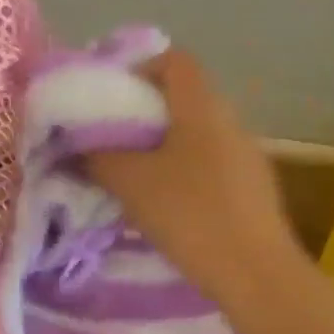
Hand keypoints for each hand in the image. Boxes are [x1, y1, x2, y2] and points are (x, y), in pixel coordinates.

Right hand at [88, 49, 301, 299]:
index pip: (175, 60)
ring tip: (136, 180)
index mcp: (203, 107)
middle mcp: (231, 122)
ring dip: (166, 150)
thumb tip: (77, 147)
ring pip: (198, 137)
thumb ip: (98, 158)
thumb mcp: (132, 184)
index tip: (112, 101)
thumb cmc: (191, 215)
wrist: (255, 273)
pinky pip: (213, 167)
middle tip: (114, 144)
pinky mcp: (255, 190)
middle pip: (185, 100)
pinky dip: (187, 175)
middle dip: (145, 117)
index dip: (140, 69)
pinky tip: (171, 208)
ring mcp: (248, 157)